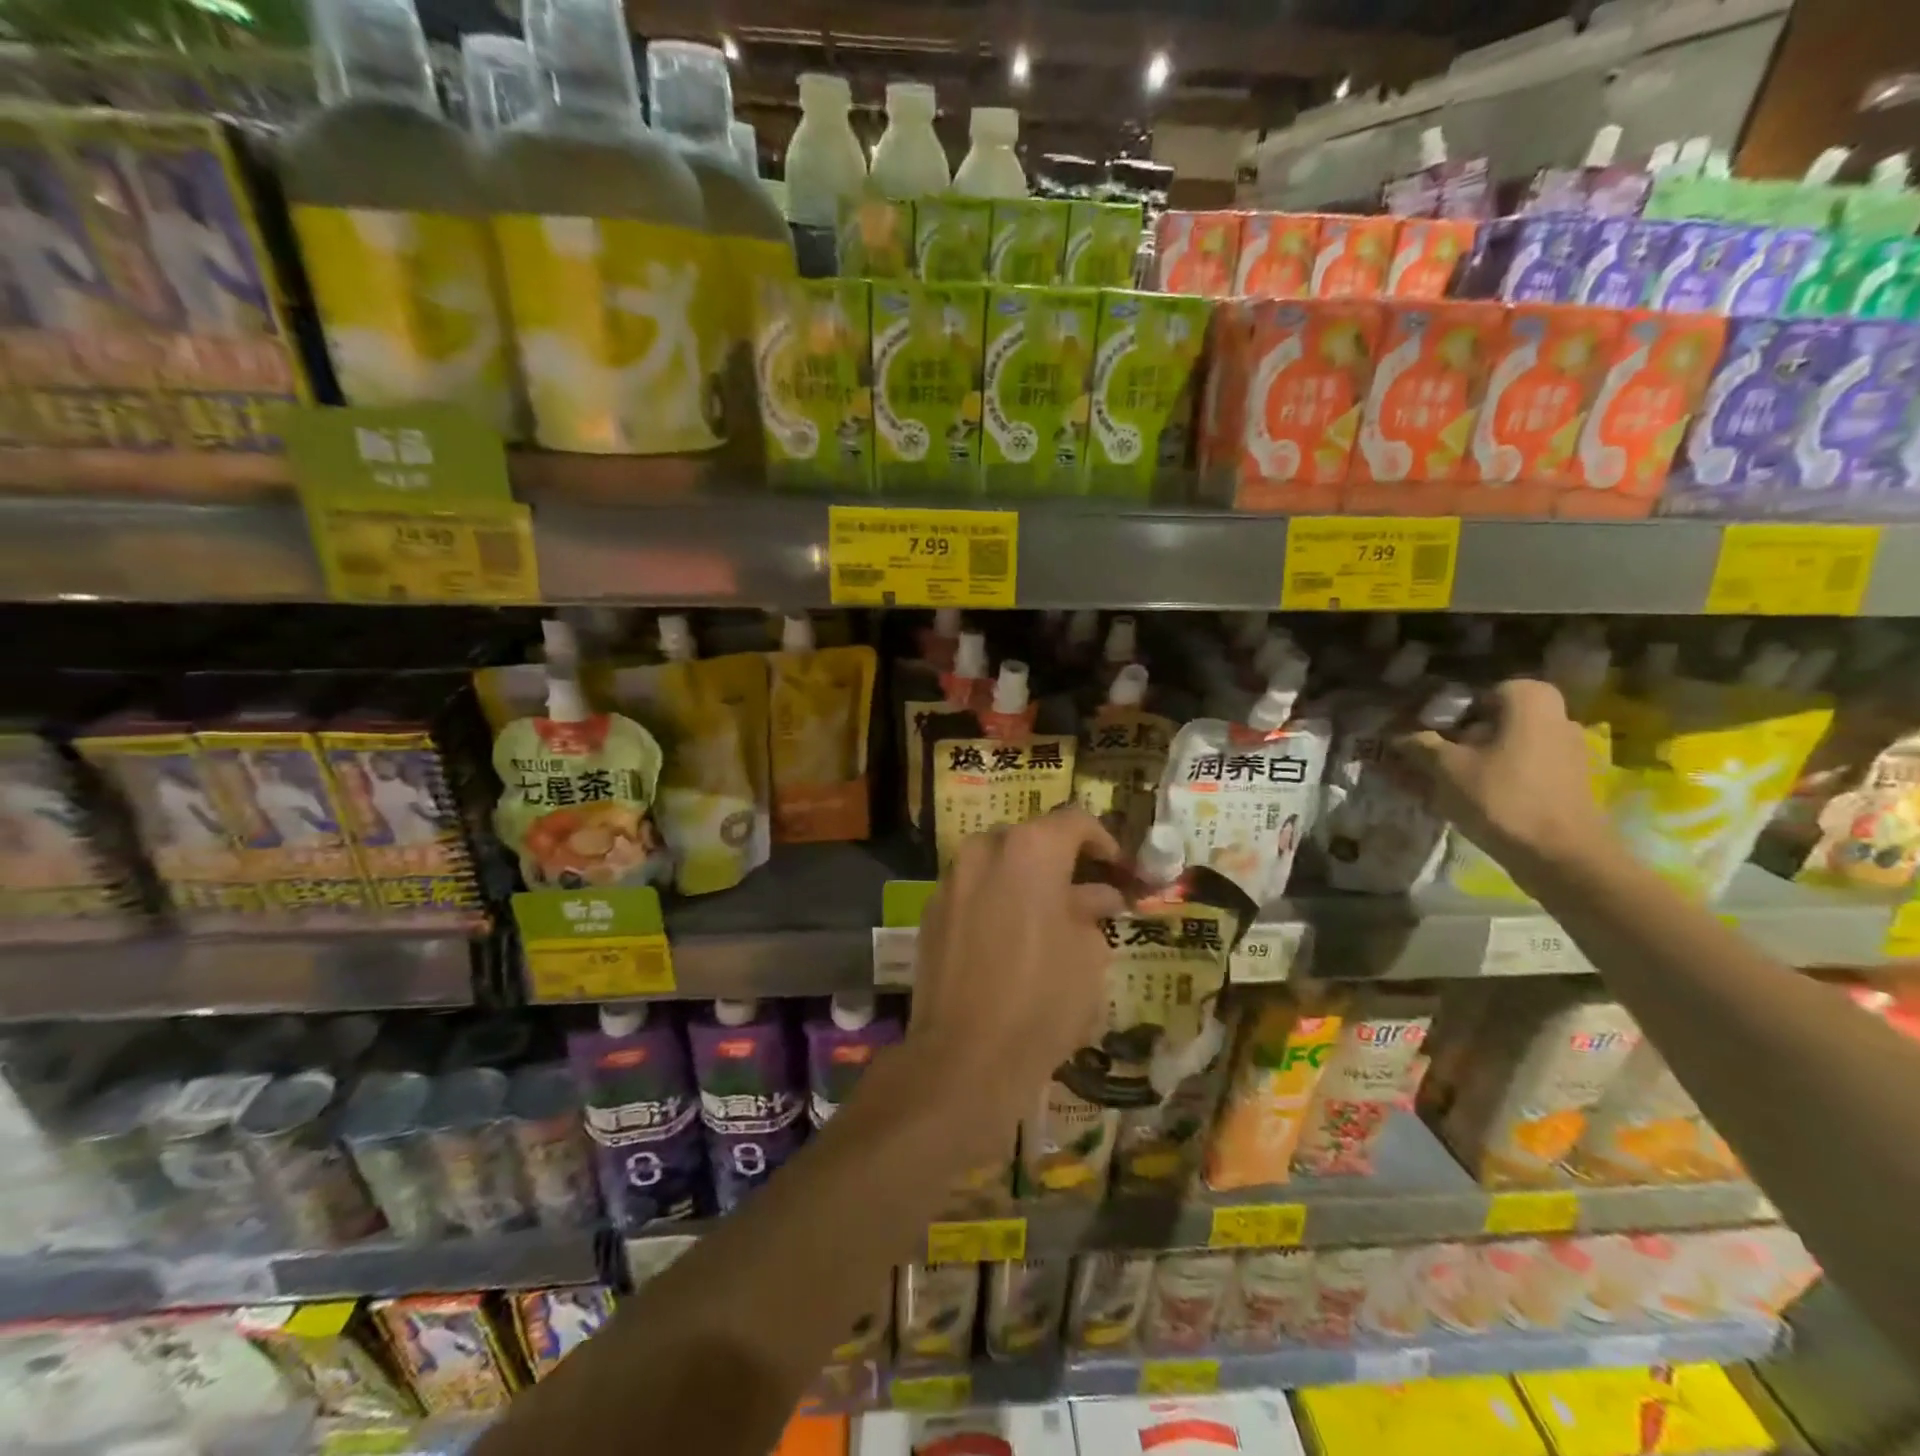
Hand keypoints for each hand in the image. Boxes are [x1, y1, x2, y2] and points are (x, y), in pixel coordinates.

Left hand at [908, 806, 1127, 1152]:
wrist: (964, 1056)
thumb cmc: (1043, 999)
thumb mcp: (1088, 954)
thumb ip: (1091, 911)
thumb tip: (1095, 896)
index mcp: (1030, 849)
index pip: (1074, 821)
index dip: (1104, 841)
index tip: (1120, 869)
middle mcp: (985, 851)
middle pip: (1031, 839)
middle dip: (1062, 861)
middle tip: (1088, 894)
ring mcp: (952, 880)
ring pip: (998, 864)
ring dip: (1027, 881)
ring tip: (1051, 918)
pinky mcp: (931, 912)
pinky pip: (973, 891)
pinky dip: (997, 901)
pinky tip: (1012, 938)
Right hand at [1392, 677, 1612, 874]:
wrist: (1560, 854)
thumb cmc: (1501, 797)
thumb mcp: (1446, 768)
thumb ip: (1420, 745)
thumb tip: (1398, 735)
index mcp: (1529, 701)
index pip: (1477, 694)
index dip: (1447, 713)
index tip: (1426, 735)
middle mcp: (1555, 716)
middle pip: (1493, 720)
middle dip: (1459, 738)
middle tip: (1429, 760)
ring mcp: (1566, 750)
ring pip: (1505, 746)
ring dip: (1474, 759)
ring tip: (1442, 784)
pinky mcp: (1567, 780)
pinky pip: (1520, 768)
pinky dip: (1494, 777)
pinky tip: (1470, 799)